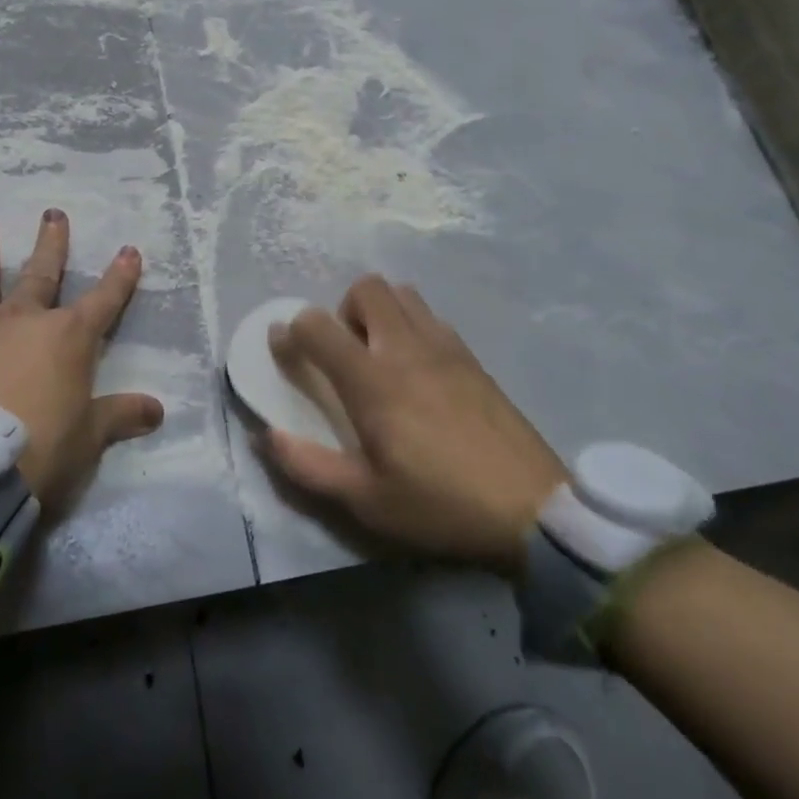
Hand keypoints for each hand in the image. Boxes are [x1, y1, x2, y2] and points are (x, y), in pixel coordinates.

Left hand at [0, 209, 163, 505]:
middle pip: (41, 275)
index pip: (104, 300)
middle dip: (51, 244)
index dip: (120, 277)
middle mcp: (21, 323)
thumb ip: (120, 417)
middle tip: (53, 214)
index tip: (129, 251)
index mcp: (67, 338)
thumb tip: (157, 410)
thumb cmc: (42, 448)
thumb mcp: (89, 437)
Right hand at [261, 275, 567, 569]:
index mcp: (372, 381)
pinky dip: (412, 326)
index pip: (317, 326)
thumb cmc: (439, 505)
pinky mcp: (473, 357)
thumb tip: (265, 435)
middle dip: (343, 310)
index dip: (291, 331)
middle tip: (346, 356)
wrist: (532, 510)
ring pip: (403, 293)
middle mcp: (406, 348)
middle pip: (366, 288)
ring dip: (380, 313)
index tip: (284, 349)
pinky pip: (432, 317)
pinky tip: (420, 372)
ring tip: (382, 359)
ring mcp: (445, 347)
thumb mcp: (365, 500)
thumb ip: (307, 465)